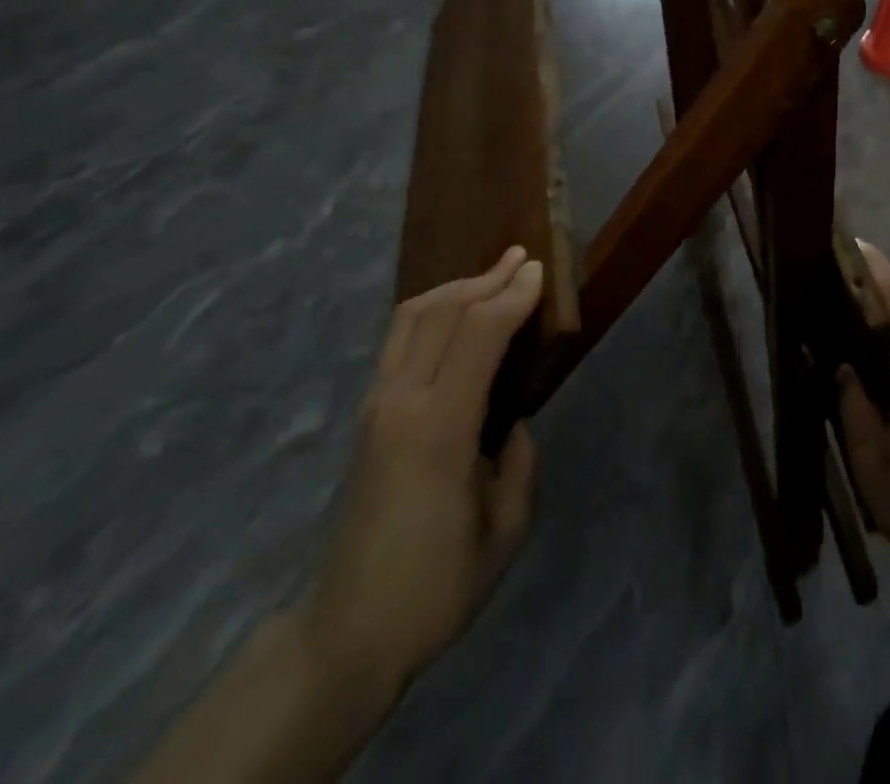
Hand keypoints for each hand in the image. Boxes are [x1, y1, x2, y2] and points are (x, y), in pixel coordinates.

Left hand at [303, 247, 542, 713]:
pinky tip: (454, 311)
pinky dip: (431, 309)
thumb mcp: (505, 532)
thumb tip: (512, 423)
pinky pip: (399, 339)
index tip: (540, 271)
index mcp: (439, 429)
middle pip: (442, 312)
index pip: (478, 335)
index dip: (511, 296)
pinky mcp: (367, 412)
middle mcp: (401, 401)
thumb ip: (519, 464)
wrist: (349, 631)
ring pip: (412, 317)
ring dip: (456, 287)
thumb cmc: (436, 586)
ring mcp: (376, 404)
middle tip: (523, 258)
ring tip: (493, 274)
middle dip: (487, 278)